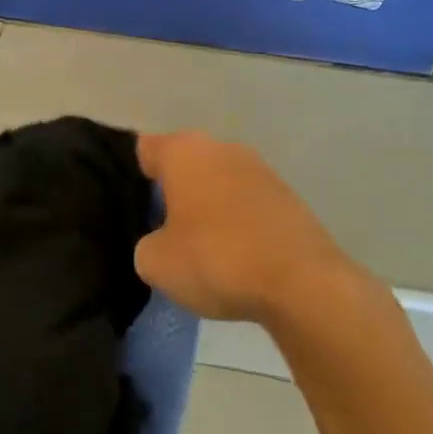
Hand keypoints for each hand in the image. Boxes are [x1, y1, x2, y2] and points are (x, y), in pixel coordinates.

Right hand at [135, 131, 377, 326]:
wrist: (303, 285)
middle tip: (157, 228)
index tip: (128, 205)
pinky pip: (246, 204)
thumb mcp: (155, 262)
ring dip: (206, 206)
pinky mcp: (289, 198)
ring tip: (198, 246)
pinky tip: (234, 256)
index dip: (131, 175)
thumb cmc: (217, 259)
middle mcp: (222, 148)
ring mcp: (260, 170)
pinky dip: (237, 222)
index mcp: (184, 151)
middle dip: (171, 190)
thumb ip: (147, 243)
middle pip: (184, 164)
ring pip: (218, 182)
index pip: (144, 149)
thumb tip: (162, 241)